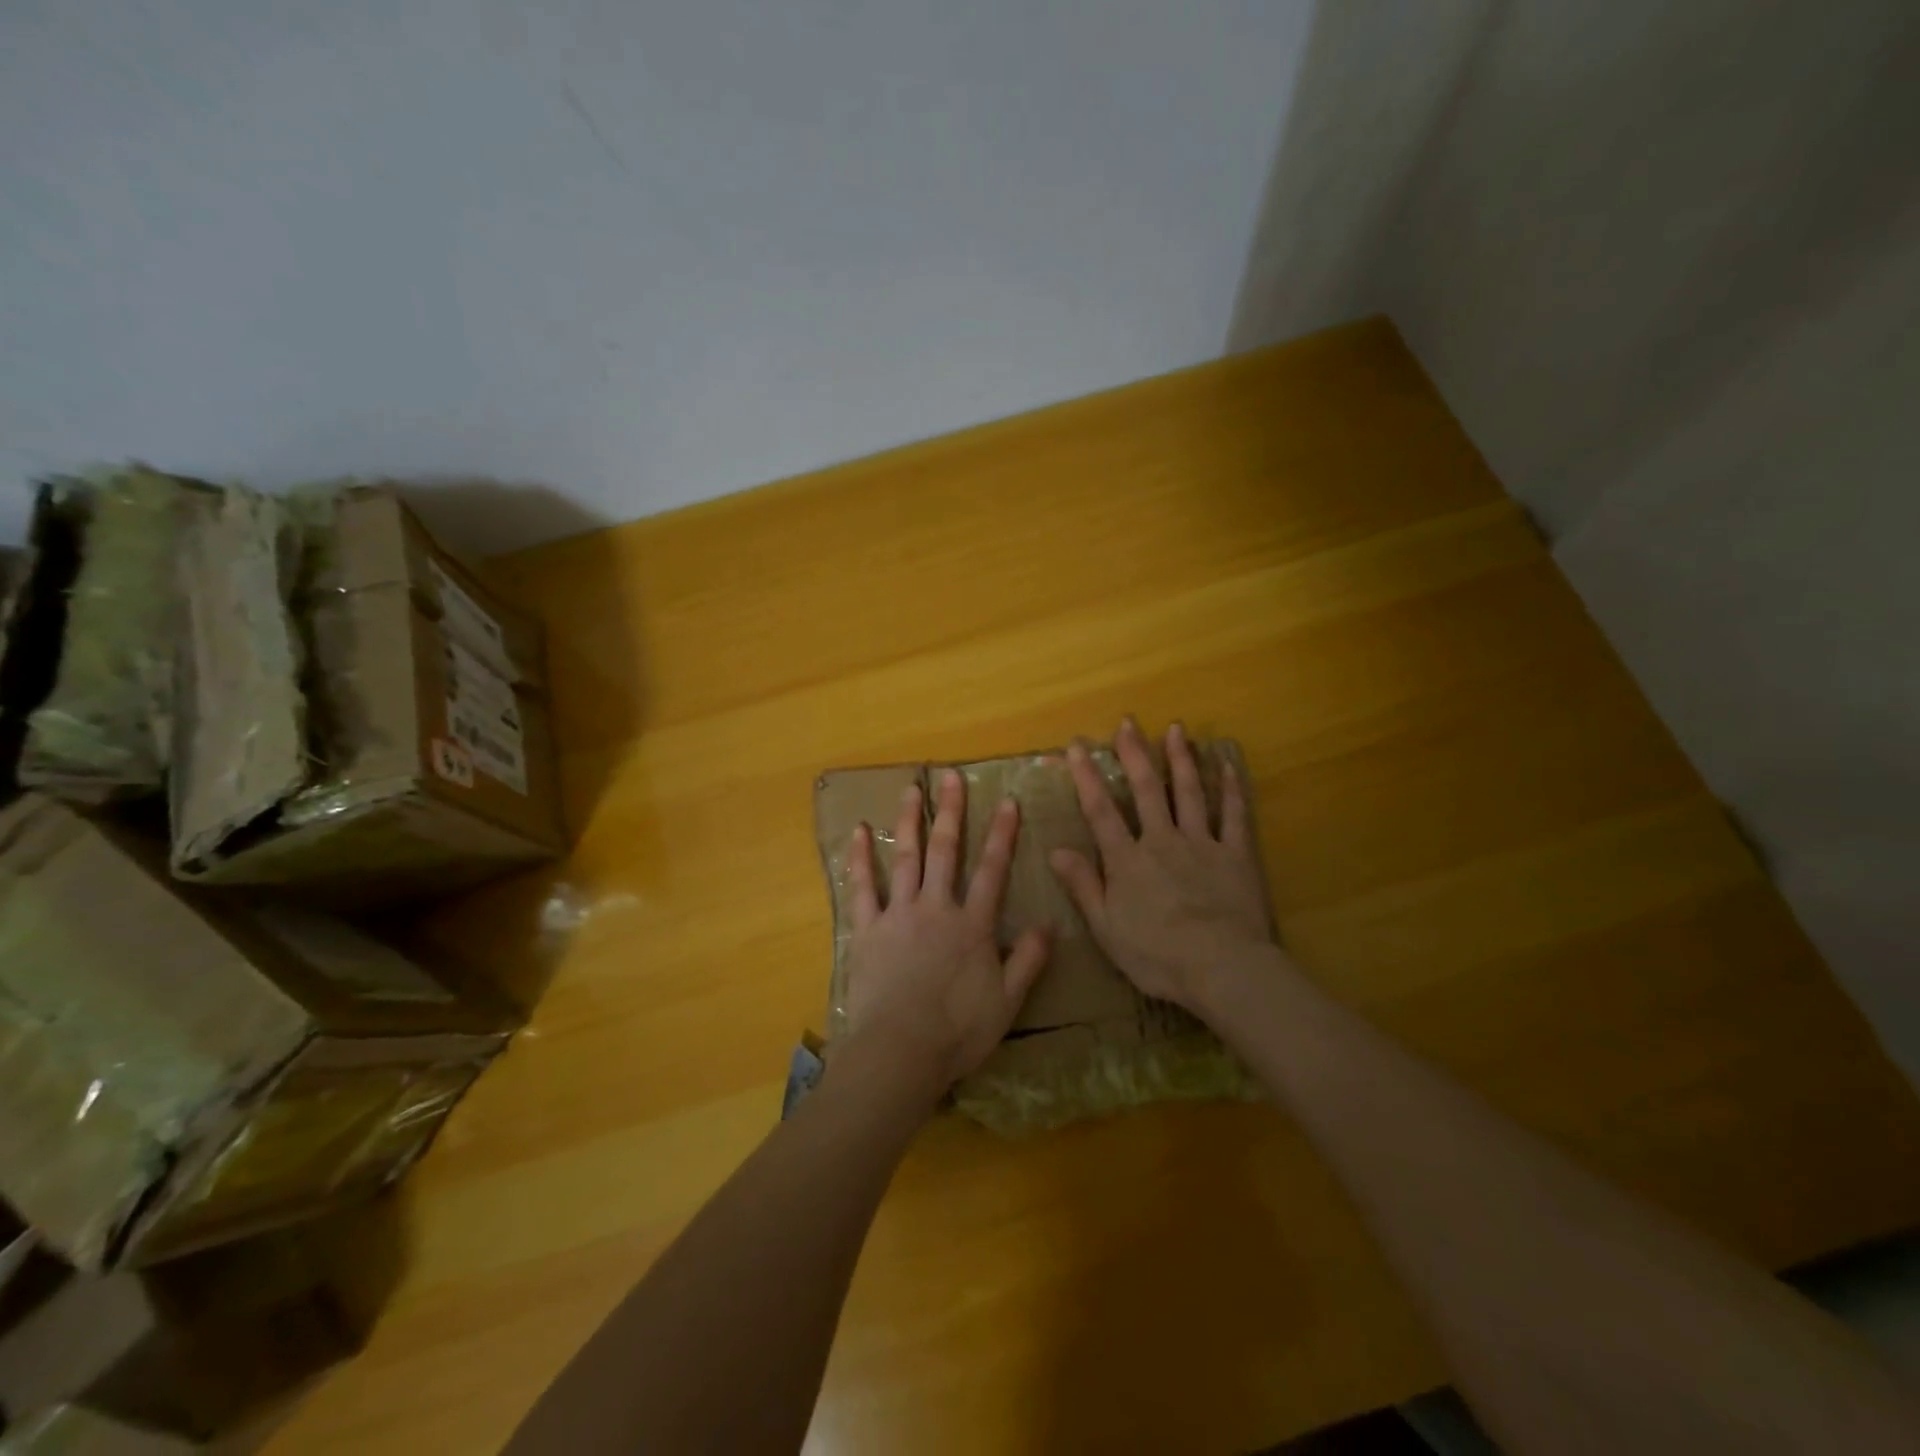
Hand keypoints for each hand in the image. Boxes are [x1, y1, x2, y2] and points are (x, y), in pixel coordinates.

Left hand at [840, 769, 1052, 1097]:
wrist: (899, 1052)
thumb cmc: (957, 1032)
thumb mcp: (1007, 1001)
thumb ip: (1029, 960)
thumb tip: (1051, 924)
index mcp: (972, 925)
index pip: (992, 870)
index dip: (1001, 834)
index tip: (1007, 801)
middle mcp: (936, 908)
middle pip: (945, 851)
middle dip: (950, 811)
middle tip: (950, 776)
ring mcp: (898, 915)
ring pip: (905, 858)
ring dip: (909, 821)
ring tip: (910, 789)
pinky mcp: (867, 929)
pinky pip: (862, 887)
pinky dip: (860, 858)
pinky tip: (859, 831)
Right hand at [1048, 718, 1276, 1014]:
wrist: (1222, 968)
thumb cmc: (1157, 955)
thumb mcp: (1107, 928)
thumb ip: (1083, 886)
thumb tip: (1055, 850)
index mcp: (1128, 861)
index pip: (1101, 811)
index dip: (1087, 777)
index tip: (1076, 746)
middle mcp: (1162, 841)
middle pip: (1147, 790)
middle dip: (1134, 754)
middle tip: (1127, 722)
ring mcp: (1202, 844)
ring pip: (1190, 792)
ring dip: (1180, 759)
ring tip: (1175, 729)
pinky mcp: (1236, 855)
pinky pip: (1234, 815)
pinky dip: (1231, 787)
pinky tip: (1227, 764)